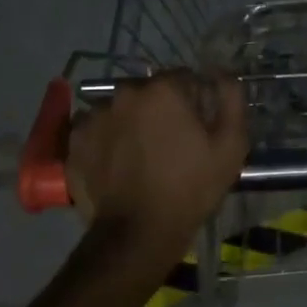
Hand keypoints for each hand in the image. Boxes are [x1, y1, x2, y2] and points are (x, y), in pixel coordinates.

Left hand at [67, 70, 246, 254]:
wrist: (139, 233)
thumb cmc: (191, 187)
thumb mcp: (231, 144)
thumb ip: (231, 98)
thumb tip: (221, 73)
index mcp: (163, 89)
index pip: (184, 79)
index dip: (195, 101)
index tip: (198, 128)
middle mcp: (124, 92)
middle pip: (149, 92)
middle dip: (161, 109)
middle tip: (170, 143)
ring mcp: (95, 115)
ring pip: (121, 109)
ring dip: (132, 122)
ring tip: (141, 156)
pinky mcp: (75, 140)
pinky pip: (97, 129)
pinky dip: (107, 139)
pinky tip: (118, 164)